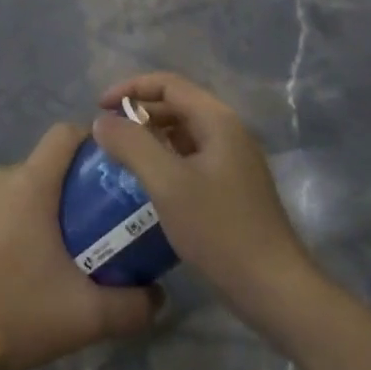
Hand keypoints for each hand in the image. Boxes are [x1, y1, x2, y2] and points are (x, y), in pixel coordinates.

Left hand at [0, 124, 161, 369]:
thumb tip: (159, 298)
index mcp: (29, 183)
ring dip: (27, 211)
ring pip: (9, 190)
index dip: (90, 141)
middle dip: (63, 193)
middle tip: (83, 233)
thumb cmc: (12, 312)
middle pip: (40, 169)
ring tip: (39, 256)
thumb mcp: (84, 317)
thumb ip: (131, 307)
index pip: (65, 134)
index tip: (108, 170)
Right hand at [93, 73, 318, 321]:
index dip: (130, 88)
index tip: (99, 108)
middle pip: (177, 105)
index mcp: (217, 120)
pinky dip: (164, 160)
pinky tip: (146, 184)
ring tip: (119, 158)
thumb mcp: (167, 183)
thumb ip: (132, 145)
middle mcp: (228, 131)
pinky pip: (190, 158)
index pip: (168, 84)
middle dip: (138, 113)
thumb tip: (102, 121)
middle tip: (106, 136)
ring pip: (183, 133)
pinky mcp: (231, 187)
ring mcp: (232, 160)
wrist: (272, 286)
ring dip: (150, 137)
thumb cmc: (218, 230)